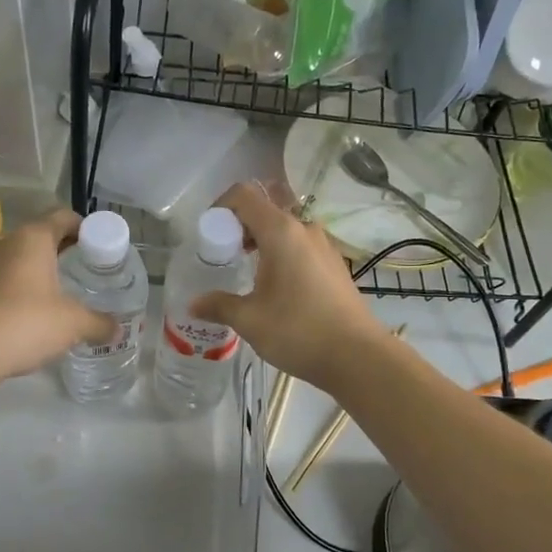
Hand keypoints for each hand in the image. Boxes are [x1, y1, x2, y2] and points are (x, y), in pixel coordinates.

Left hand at [0, 211, 114, 381]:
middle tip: (91, 270)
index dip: (87, 229)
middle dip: (69, 250)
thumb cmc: (28, 322)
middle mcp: (10, 242)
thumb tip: (118, 330)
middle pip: (45, 235)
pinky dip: (28, 285)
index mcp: (35, 237)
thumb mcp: (74, 323)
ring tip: (68, 290)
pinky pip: (11, 277)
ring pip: (26, 257)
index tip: (102, 249)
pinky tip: (41, 309)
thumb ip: (100, 323)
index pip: (65, 216)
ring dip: (46, 268)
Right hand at [190, 183, 386, 391]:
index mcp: (281, 231)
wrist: (357, 356)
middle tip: (225, 255)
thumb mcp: (250, 320)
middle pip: (265, 209)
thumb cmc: (298, 331)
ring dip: (262, 241)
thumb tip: (193, 304)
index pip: (245, 195)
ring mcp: (324, 245)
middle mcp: (304, 229)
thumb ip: (219, 306)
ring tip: (248, 272)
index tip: (210, 234)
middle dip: (240, 226)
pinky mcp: (335, 263)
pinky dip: (282, 253)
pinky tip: (276, 287)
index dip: (221, 206)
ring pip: (285, 228)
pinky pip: (300, 245)